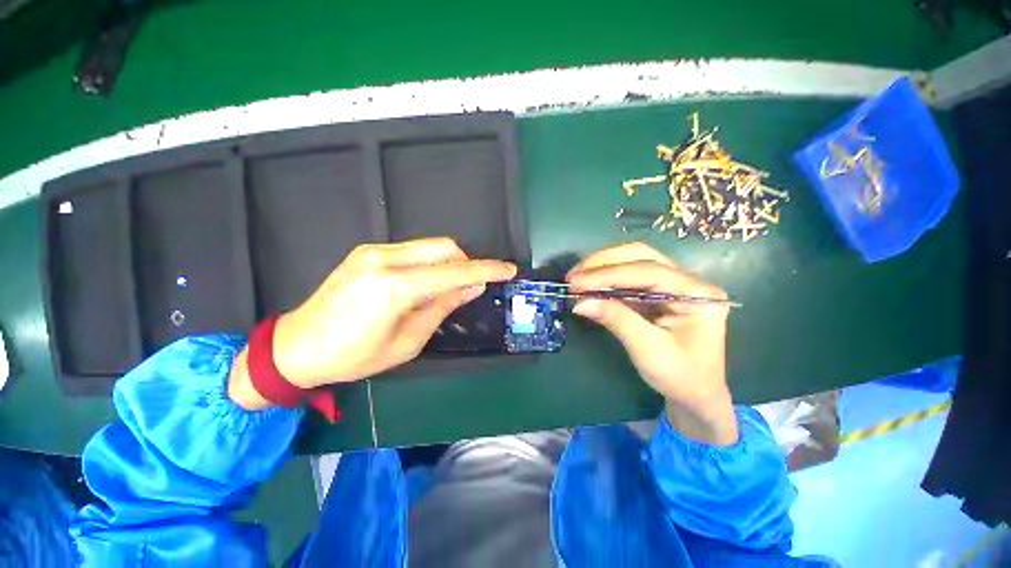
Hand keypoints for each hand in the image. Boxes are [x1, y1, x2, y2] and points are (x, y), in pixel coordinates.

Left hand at [228, 238, 516, 408]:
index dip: (486, 270)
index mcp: (394, 288)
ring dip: (449, 263)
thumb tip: (472, 287)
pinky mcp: (367, 252)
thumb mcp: (408, 342)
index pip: (454, 272)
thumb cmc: (354, 356)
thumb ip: (442, 307)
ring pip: (430, 246)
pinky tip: (424, 284)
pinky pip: (413, 251)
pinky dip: (430, 263)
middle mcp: (384, 260)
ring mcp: (373, 251)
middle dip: (467, 263)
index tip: (508, 270)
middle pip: (445, 247)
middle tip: (470, 287)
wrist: (297, 346)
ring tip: (447, 289)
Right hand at [566, 243, 737, 445]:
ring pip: (634, 261)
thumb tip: (580, 301)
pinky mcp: (658, 292)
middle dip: (604, 262)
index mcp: (697, 294)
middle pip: (642, 256)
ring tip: (577, 278)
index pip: (648, 271)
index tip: (576, 282)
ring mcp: (673, 284)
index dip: (608, 274)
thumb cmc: (680, 377)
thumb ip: (616, 320)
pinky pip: (629, 277)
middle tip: (574, 276)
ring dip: (602, 267)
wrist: (695, 395)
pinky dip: (606, 279)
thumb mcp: (648, 350)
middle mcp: (687, 281)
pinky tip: (589, 285)